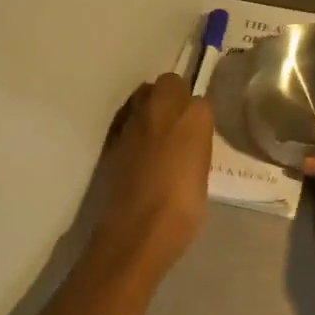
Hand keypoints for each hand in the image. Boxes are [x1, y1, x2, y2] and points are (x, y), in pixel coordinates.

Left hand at [89, 73, 213, 281]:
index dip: (198, 115)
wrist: (137, 231)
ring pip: (143, 97)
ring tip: (159, 137)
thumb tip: (189, 141)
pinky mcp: (112, 140)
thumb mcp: (202, 175)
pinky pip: (127, 121)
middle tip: (179, 125)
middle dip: (173, 97)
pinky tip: (141, 152)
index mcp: (193, 117)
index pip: (199, 100)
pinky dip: (134, 129)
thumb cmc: (183, 208)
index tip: (200, 132)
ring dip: (151, 109)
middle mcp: (160, 109)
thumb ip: (196, 147)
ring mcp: (132, 123)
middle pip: (168, 84)